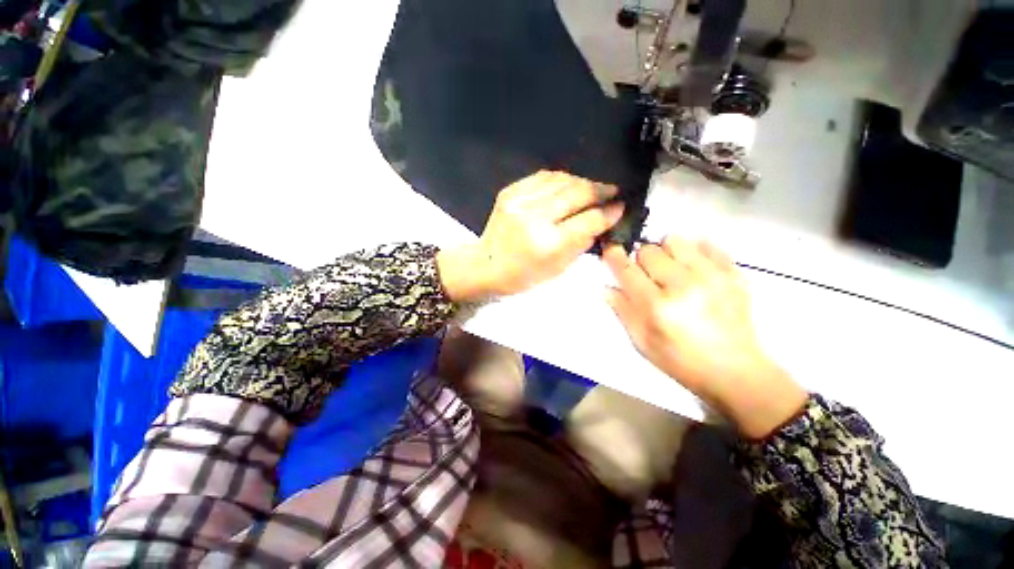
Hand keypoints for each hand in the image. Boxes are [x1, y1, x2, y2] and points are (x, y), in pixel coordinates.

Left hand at [439, 170, 623, 300]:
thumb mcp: (558, 268)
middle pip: (578, 193)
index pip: (589, 220)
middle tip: (612, 191)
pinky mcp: (509, 192)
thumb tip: (602, 220)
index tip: (620, 207)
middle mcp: (535, 217)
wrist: (486, 265)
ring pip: (562, 180)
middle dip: (600, 190)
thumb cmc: (523, 275)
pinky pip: (543, 177)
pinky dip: (560, 180)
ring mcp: (520, 201)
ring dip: (582, 182)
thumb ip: (582, 242)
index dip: (609, 212)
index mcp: (548, 244)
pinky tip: (567, 186)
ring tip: (590, 189)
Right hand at [602, 238, 806, 438]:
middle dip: (641, 260)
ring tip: (670, 269)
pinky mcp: (733, 273)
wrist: (735, 371)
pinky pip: (707, 243)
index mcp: (657, 306)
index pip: (626, 269)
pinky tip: (693, 269)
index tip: (610, 251)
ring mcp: (711, 276)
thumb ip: (622, 311)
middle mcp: (682, 285)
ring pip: (675, 240)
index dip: (613, 256)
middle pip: (649, 250)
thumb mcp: (641, 342)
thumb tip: (606, 287)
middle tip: (647, 275)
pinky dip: (694, 251)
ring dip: (665, 252)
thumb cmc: (680, 361)